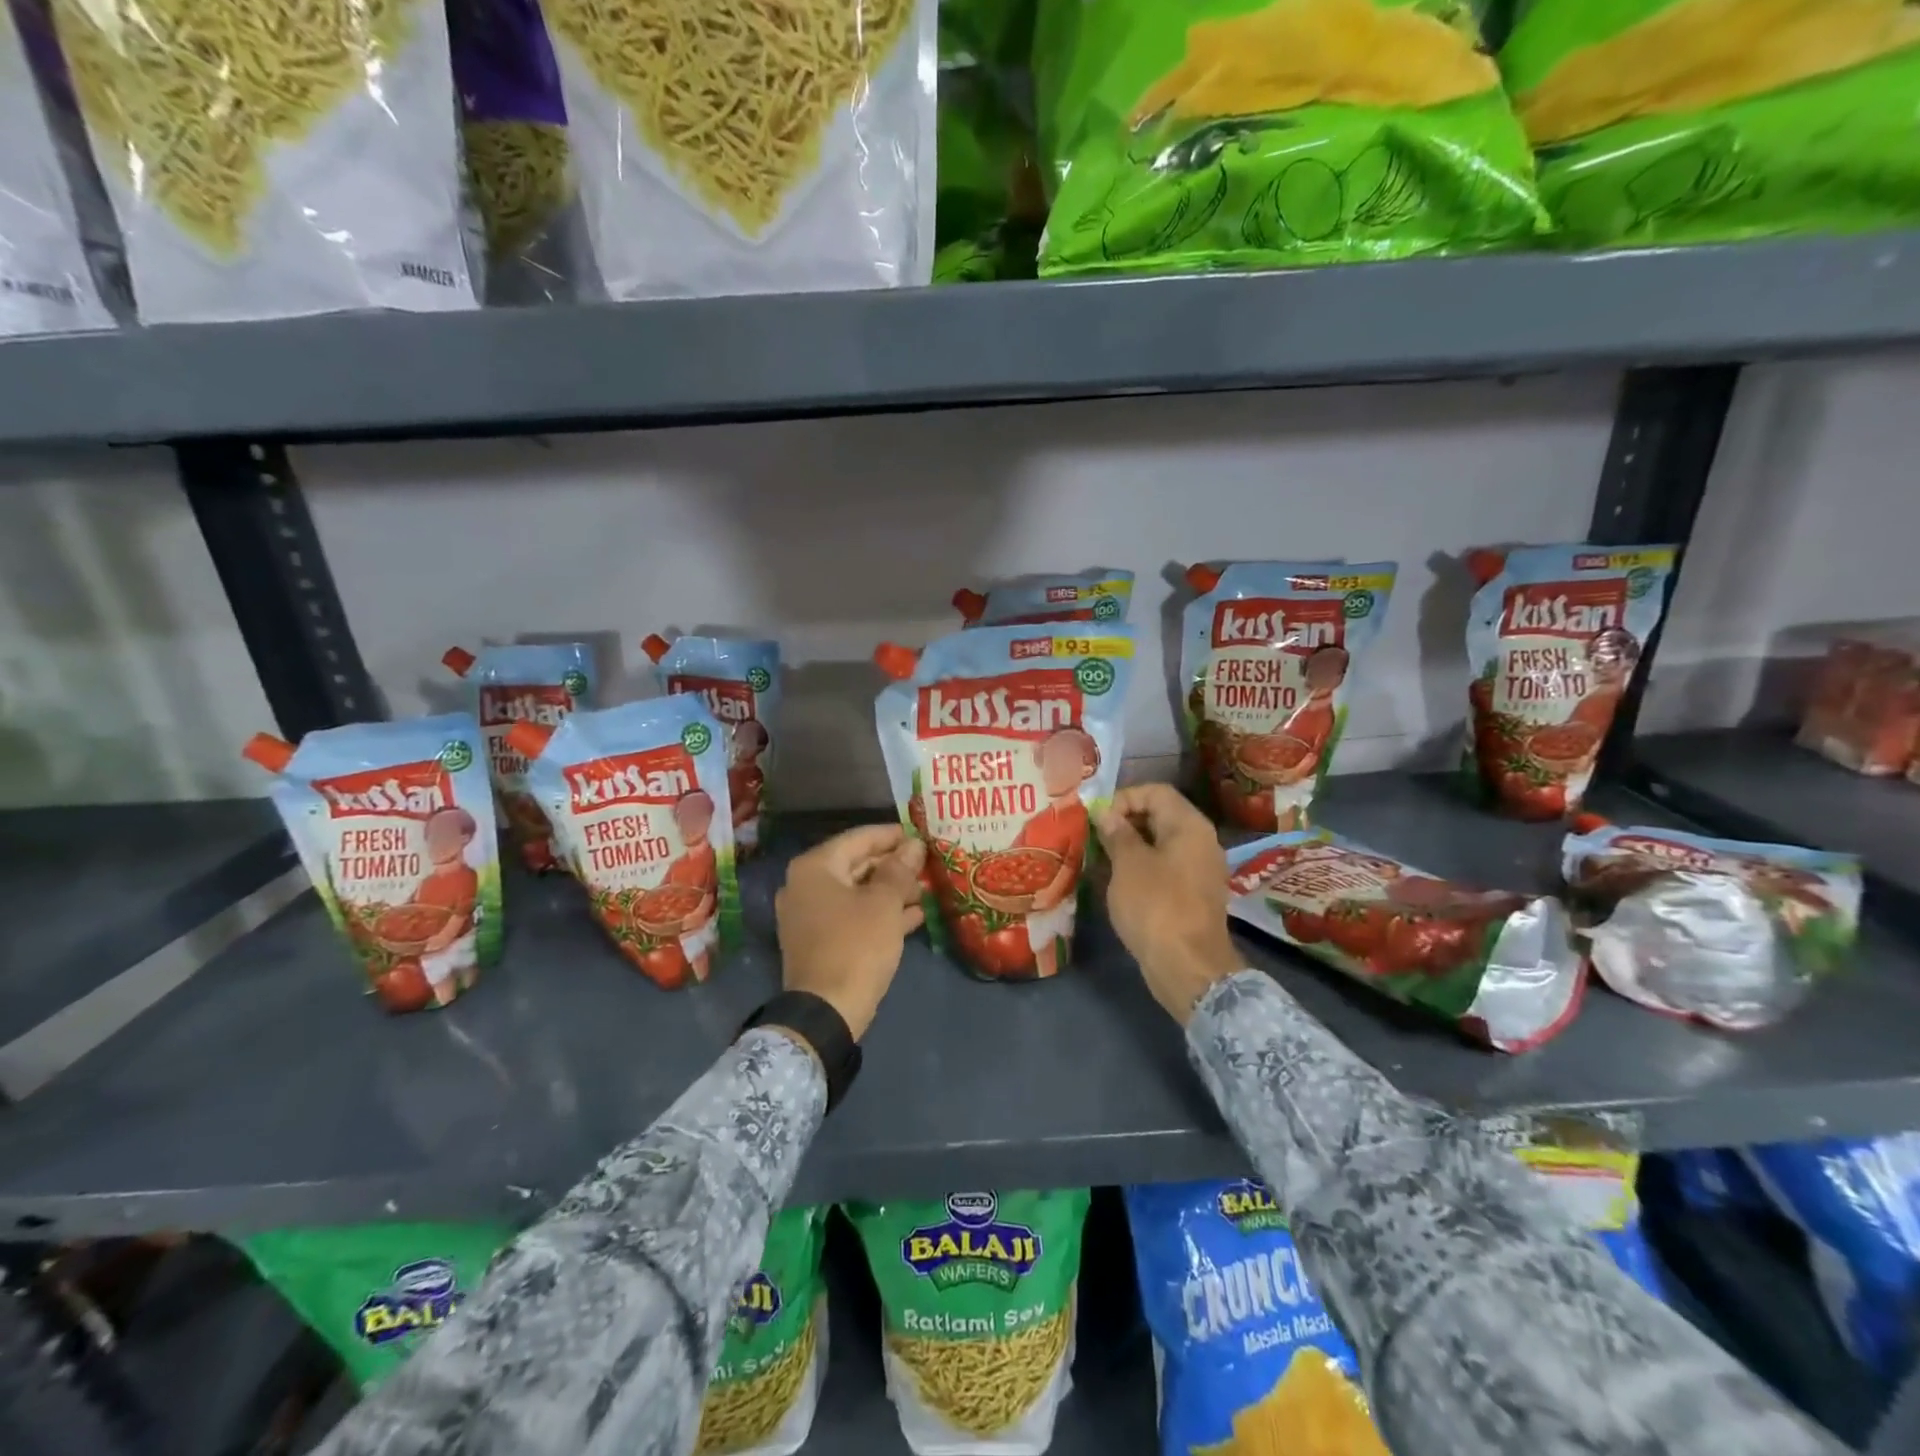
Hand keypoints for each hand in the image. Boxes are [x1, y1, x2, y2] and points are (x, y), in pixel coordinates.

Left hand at [776, 824, 925, 1040]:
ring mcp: (809, 916)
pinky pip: (853, 916)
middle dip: (894, 865)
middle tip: (928, 865)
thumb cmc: (856, 945)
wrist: (826, 1012)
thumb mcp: (884, 903)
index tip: (921, 834)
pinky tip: (915, 916)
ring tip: (926, 889)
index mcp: (815, 867)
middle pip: (857, 864)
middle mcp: (805, 885)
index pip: (859, 838)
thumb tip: (914, 845)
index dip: (893, 835)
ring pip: (857, 892)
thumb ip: (900, 869)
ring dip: (891, 891)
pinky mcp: (819, 941)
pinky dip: (880, 914)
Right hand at [1099, 784, 1241, 1023]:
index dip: (1124, 798)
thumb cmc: (1156, 906)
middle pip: (1159, 816)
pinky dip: (1140, 869)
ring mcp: (1199, 870)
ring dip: (1128, 848)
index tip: (1098, 819)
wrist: (1188, 967)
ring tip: (1099, 861)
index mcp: (1189, 826)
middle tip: (1093, 839)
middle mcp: (1200, 842)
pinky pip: (1164, 869)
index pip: (1156, 792)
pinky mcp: (1192, 896)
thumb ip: (1117, 833)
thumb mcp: (1128, 864)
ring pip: (1159, 845)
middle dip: (1123, 823)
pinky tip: (1115, 883)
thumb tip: (1106, 813)